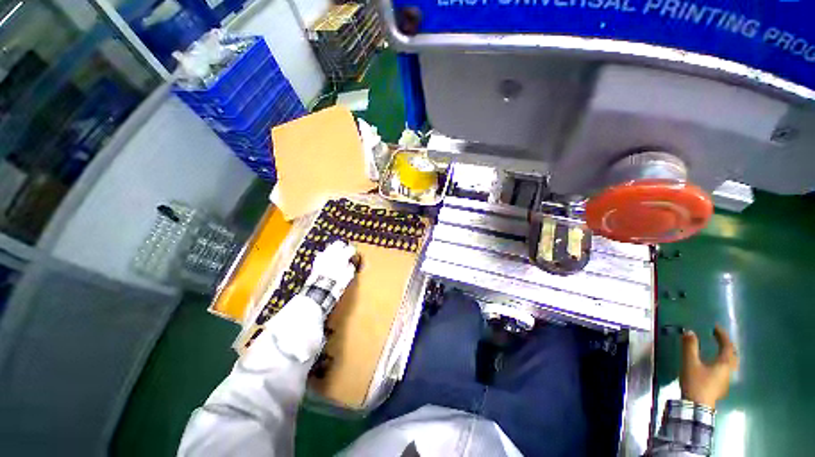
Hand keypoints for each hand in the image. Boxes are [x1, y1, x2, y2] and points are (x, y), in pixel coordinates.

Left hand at [302, 240, 360, 313]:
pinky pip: (322, 254)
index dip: (353, 251)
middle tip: (346, 250)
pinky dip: (326, 255)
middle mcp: (332, 253)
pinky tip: (328, 260)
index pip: (350, 248)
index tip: (354, 254)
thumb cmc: (336, 283)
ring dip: (334, 250)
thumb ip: (350, 267)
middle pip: (338, 243)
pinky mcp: (316, 261)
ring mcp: (323, 256)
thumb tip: (350, 264)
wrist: (320, 289)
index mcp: (342, 256)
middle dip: (342, 246)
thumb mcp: (348, 276)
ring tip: (337, 255)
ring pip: (330, 247)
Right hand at [680, 325, 738, 408]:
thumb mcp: (690, 363)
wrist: (697, 406)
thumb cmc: (696, 382)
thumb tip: (689, 331)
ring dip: (726, 354)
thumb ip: (690, 347)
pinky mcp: (721, 386)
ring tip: (718, 350)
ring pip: (730, 364)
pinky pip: (725, 370)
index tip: (715, 327)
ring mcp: (726, 380)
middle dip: (727, 345)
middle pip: (733, 356)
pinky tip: (714, 365)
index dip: (722, 336)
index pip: (727, 346)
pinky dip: (722, 362)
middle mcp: (728, 371)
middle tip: (719, 338)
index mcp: (724, 363)